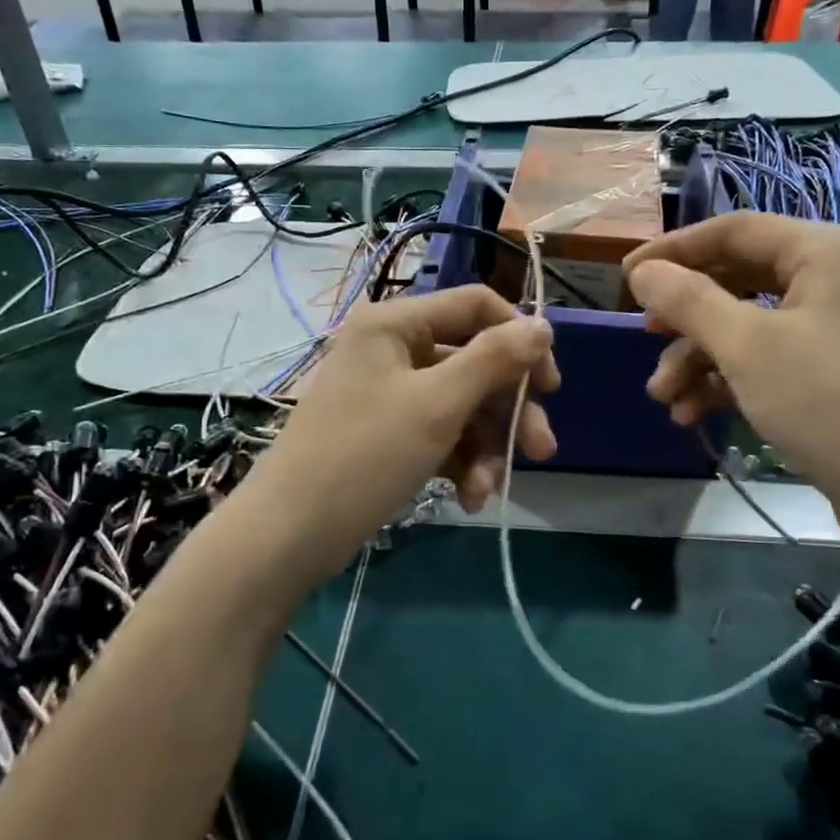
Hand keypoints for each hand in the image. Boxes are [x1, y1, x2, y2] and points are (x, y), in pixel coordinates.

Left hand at [235, 286, 558, 583]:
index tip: (549, 386)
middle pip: (474, 361)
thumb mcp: (437, 404)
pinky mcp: (387, 431)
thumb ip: (494, 359)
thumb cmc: (364, 455)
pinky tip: (468, 498)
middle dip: (507, 409)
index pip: (476, 305)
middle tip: (541, 450)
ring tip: (488, 491)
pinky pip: (439, 433)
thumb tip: (543, 324)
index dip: (519, 339)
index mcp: (396, 322)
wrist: (290, 534)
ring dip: (484, 447)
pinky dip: (459, 462)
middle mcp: (392, 347)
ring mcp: (388, 391)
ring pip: (460, 404)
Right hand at [623, 215, 839, 545]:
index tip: (626, 278)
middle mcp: (838, 279)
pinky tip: (692, 414)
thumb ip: (688, 301)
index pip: (735, 230)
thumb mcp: (747, 346)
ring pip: (750, 327)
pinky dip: (729, 381)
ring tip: (663, 398)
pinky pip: (770, 361)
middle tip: (646, 337)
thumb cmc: (833, 402)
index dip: (674, 250)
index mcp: (828, 250)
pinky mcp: (838, 375)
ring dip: (700, 358)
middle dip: (687, 316)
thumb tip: (642, 272)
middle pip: (739, 279)